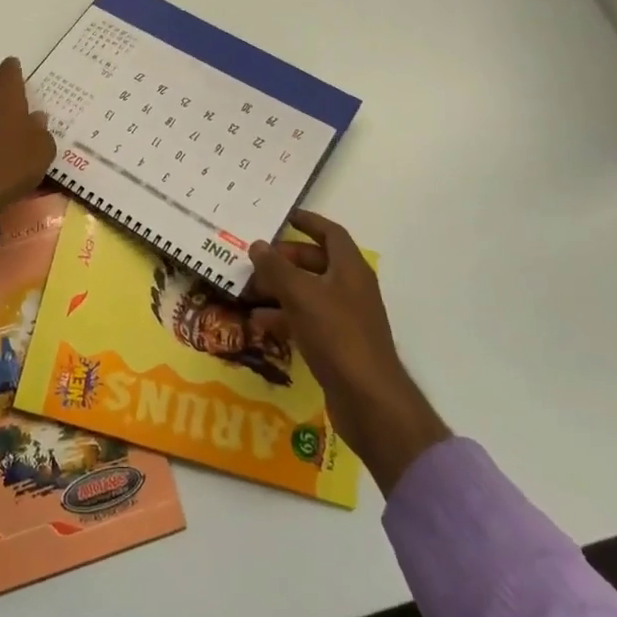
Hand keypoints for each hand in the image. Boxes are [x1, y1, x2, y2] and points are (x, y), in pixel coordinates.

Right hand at [248, 208, 449, 495]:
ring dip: (279, 289)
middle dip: (284, 259)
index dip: (307, 221)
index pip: (330, 233)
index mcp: (350, 269)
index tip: (281, 216)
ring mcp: (345, 318)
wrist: (368, 399)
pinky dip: (284, 316)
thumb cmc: (337, 335)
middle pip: (316, 262)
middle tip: (253, 259)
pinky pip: (307, 319)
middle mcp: (350, 288)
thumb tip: (257, 245)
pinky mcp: (337, 344)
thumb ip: (276, 268)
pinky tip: (258, 322)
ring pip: (308, 292)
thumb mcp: (301, 296)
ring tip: (247, 290)